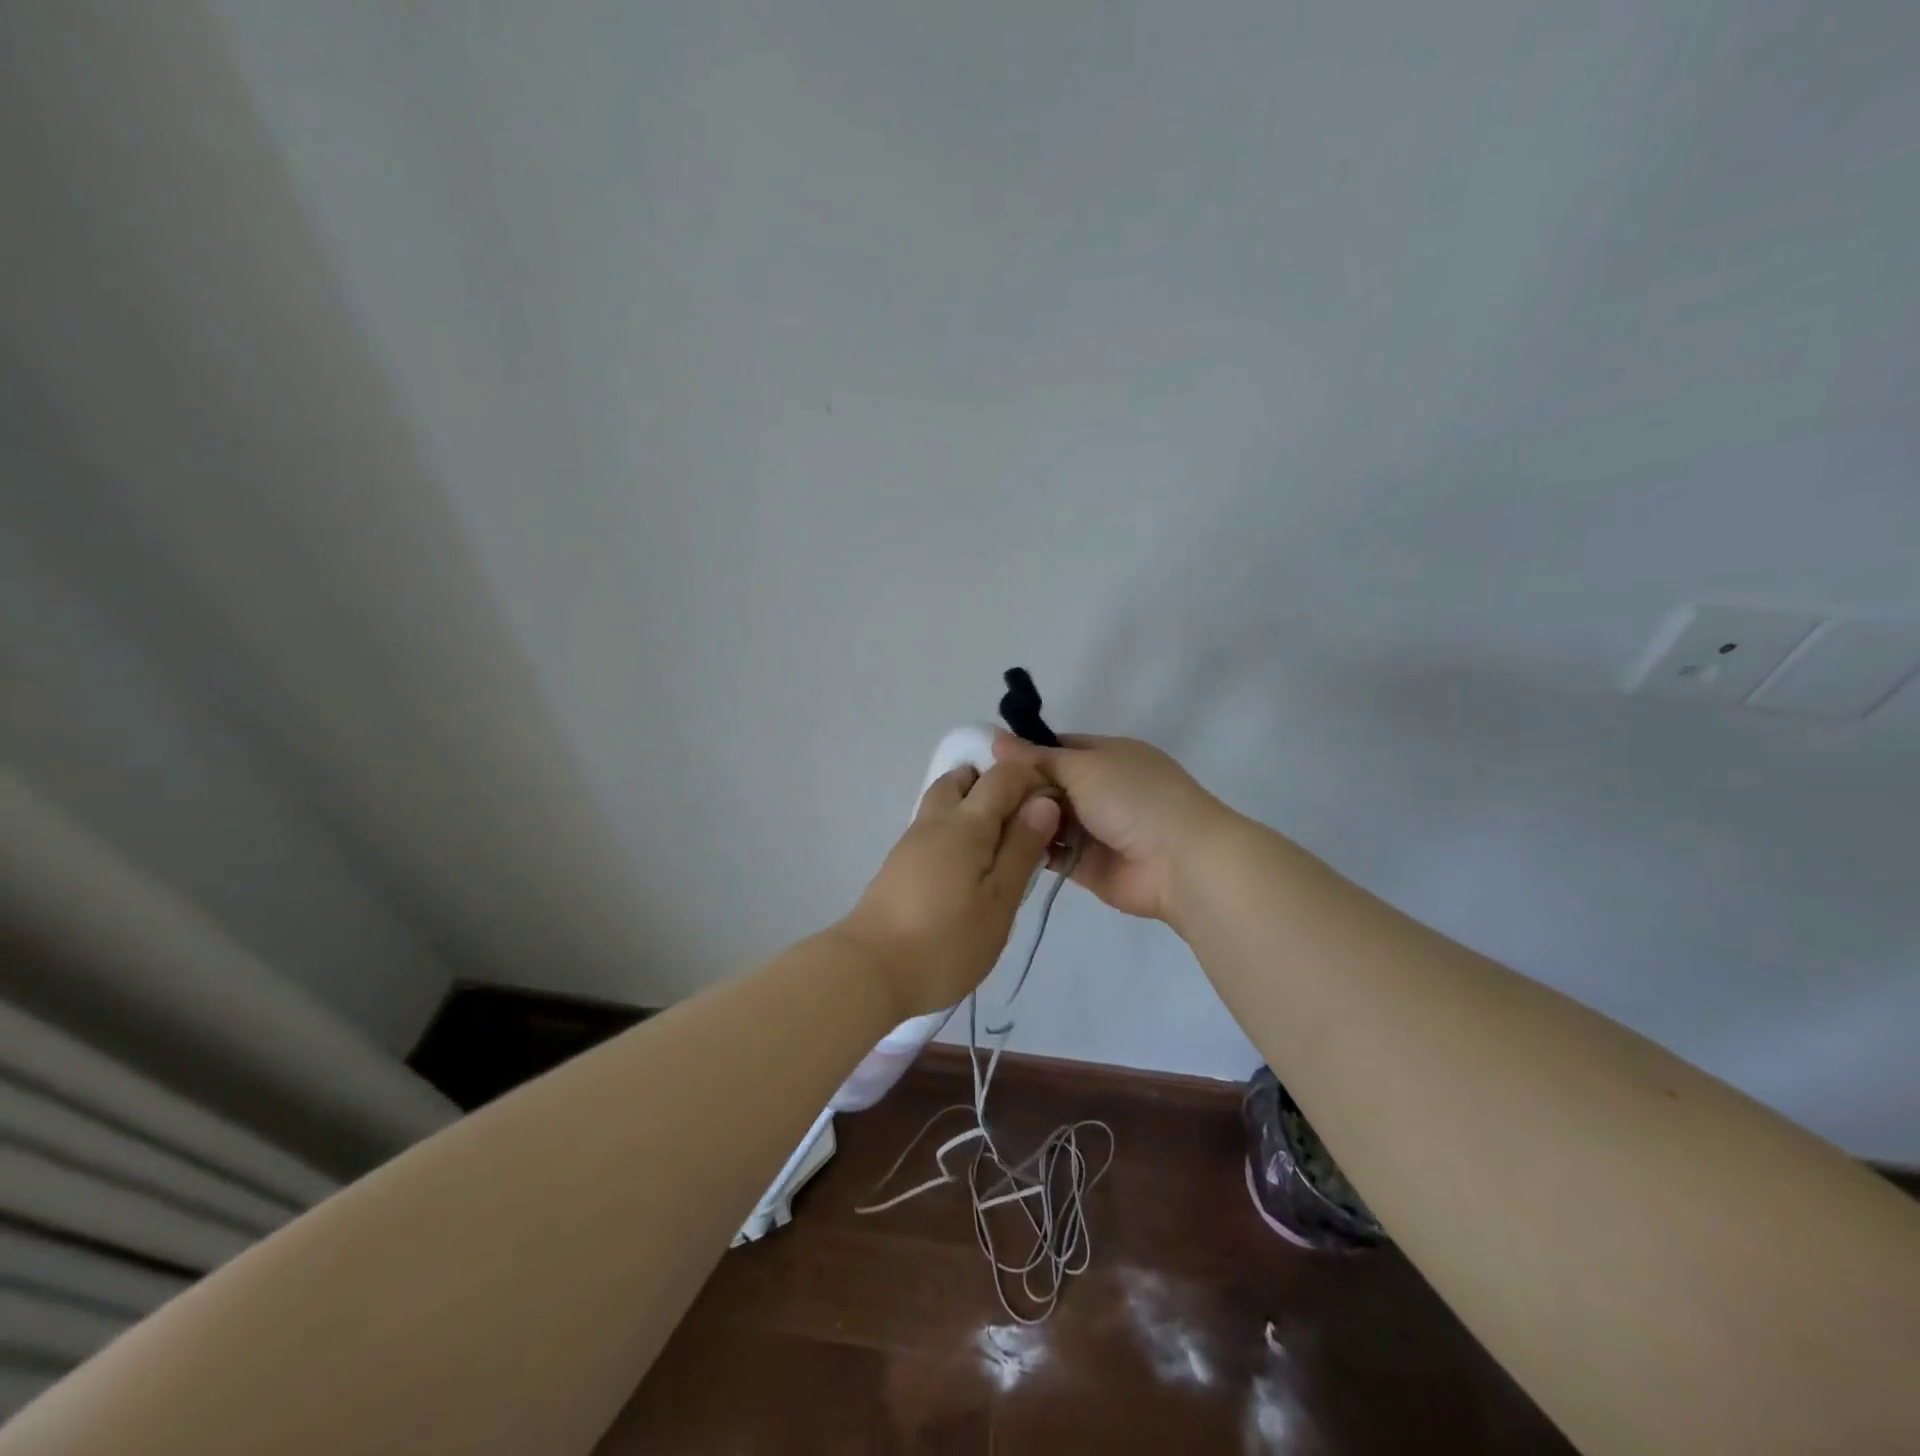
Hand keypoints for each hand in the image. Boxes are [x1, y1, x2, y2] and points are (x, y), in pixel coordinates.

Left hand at [840, 761, 1061, 1019]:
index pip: (1003, 776)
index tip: (1056, 808)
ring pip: (945, 800)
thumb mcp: (999, 900)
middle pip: (965, 778)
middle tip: (1025, 826)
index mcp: (966, 822)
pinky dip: (957, 829)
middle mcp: (936, 819)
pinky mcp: (900, 862)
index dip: (1032, 779)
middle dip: (998, 786)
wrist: (871, 970)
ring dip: (974, 806)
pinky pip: (935, 826)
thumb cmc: (947, 940)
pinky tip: (970, 867)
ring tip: (1000, 849)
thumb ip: (1022, 847)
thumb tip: (1044, 800)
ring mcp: (912, 840)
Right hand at [991, 732, 1232, 922]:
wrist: (1179, 863)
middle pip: (1049, 785)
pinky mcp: (1087, 865)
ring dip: (1023, 819)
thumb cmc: (1133, 799)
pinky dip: (1031, 848)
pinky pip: (1052, 852)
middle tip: (975, 793)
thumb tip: (995, 738)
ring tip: (980, 819)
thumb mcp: (1084, 767)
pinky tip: (999, 845)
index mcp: (1108, 756)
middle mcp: (1101, 789)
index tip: (984, 759)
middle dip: (1018, 788)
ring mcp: (1095, 829)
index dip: (1024, 752)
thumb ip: (1038, 758)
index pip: (1057, 747)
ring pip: (1048, 819)